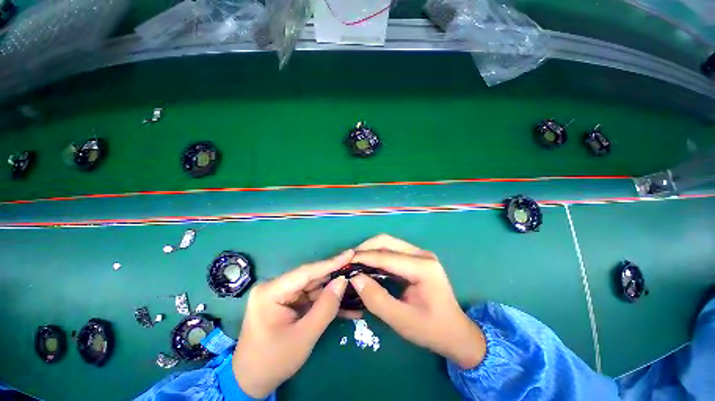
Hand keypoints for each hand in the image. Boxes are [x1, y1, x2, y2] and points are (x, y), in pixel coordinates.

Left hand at [232, 250, 352, 397]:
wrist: (252, 381)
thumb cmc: (273, 361)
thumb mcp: (304, 336)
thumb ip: (326, 307)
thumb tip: (343, 280)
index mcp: (271, 292)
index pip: (306, 272)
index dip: (330, 263)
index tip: (350, 254)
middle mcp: (276, 287)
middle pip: (311, 278)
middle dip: (335, 277)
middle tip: (356, 271)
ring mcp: (282, 295)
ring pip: (314, 288)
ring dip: (334, 291)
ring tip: (355, 288)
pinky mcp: (288, 302)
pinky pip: (311, 298)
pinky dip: (326, 302)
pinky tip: (345, 306)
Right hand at [350, 235, 485, 368]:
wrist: (456, 333)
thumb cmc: (431, 330)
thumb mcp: (401, 321)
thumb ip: (376, 299)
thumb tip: (354, 278)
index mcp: (423, 267)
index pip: (386, 256)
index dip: (363, 258)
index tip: (344, 262)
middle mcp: (422, 254)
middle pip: (387, 241)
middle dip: (365, 248)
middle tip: (348, 261)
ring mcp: (421, 254)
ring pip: (389, 243)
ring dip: (370, 250)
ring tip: (355, 262)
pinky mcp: (417, 258)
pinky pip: (393, 250)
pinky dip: (378, 255)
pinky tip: (368, 265)